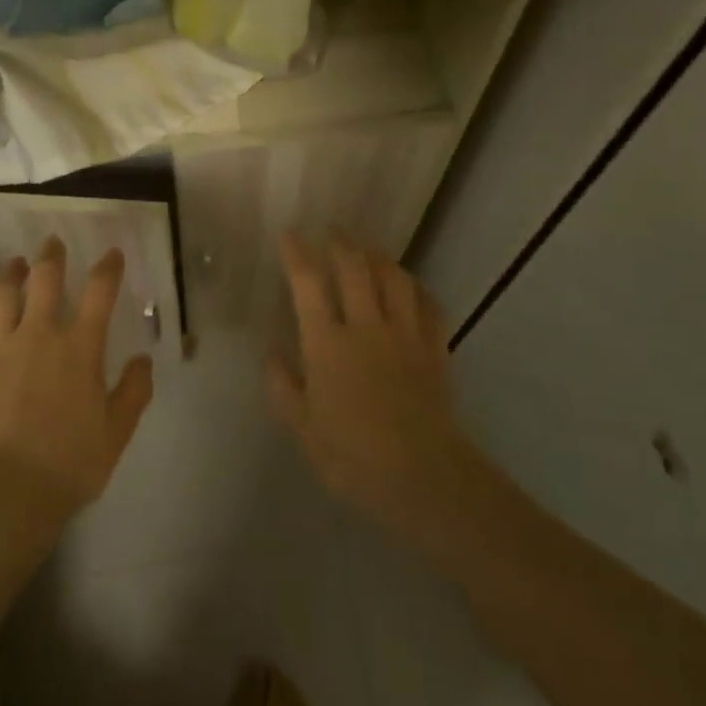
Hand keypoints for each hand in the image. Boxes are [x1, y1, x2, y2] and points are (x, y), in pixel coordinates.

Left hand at [0, 237, 154, 517]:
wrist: (4, 492)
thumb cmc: (67, 464)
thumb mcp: (116, 433)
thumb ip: (133, 392)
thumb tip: (143, 359)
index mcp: (80, 348)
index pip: (99, 293)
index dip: (108, 268)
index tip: (111, 254)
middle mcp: (39, 334)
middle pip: (45, 280)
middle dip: (52, 257)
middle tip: (53, 243)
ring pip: (4, 294)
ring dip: (12, 273)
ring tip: (16, 263)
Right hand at [268, 230, 476, 538]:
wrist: (423, 475)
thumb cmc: (354, 456)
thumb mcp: (304, 427)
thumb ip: (284, 386)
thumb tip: (271, 352)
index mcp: (328, 343)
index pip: (309, 284)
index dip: (298, 254)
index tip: (290, 234)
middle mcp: (366, 326)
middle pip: (355, 267)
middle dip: (341, 242)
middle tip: (333, 231)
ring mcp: (405, 334)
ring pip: (394, 278)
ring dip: (379, 257)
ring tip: (369, 250)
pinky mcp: (435, 348)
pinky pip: (428, 305)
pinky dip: (417, 289)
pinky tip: (411, 287)